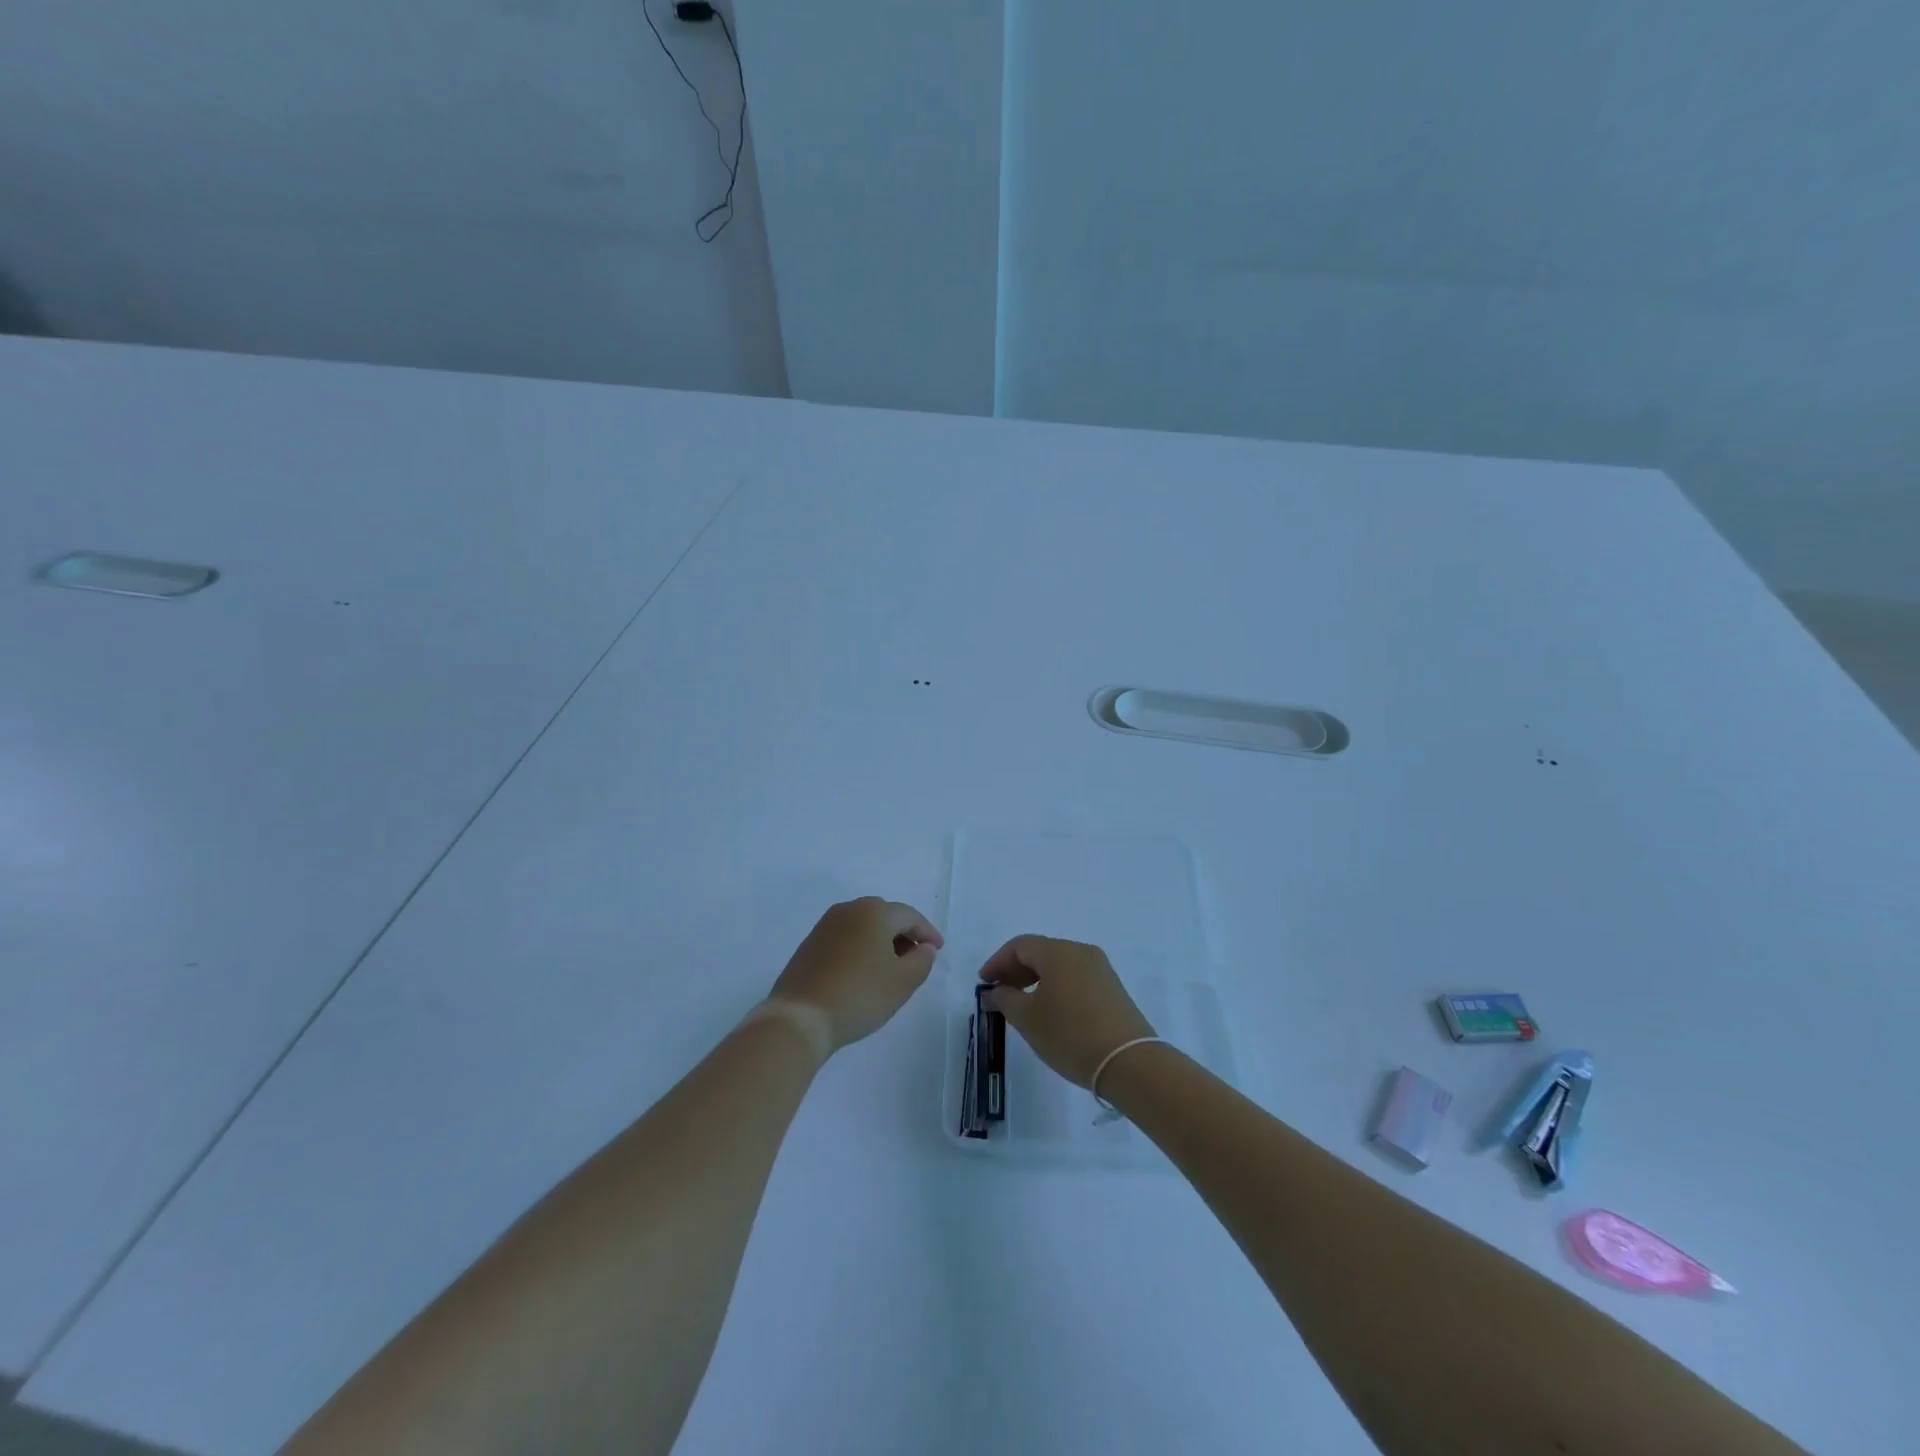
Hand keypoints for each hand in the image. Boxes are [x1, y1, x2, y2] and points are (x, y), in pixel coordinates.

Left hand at [767, 898, 943, 1055]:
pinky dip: (861, 949)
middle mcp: (848, 910)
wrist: (800, 1016)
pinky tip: (864, 973)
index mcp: (874, 912)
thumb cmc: (859, 995)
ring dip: (881, 942)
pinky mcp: (810, 944)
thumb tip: (924, 948)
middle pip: (885, 916)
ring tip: (891, 968)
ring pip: (863, 926)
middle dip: (904, 935)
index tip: (938, 950)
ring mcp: (825, 925)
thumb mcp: (902, 982)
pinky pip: (845, 938)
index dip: (927, 932)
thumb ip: (922, 960)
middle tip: (916, 958)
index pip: (909, 916)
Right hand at [979, 936, 1156, 1087]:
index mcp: (1058, 952)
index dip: (997, 962)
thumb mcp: (1028, 1019)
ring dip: (1036, 980)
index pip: (1020, 946)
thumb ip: (1006, 1000)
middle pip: (1041, 952)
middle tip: (999, 994)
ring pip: (1059, 965)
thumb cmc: (1070, 1035)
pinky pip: (1075, 978)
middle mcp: (1081, 951)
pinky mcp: (1112, 988)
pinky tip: (1049, 1011)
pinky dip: (1056, 987)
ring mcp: (1100, 969)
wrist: (1129, 1062)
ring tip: (1021, 1006)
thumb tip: (996, 991)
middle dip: (1016, 970)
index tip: (983, 983)